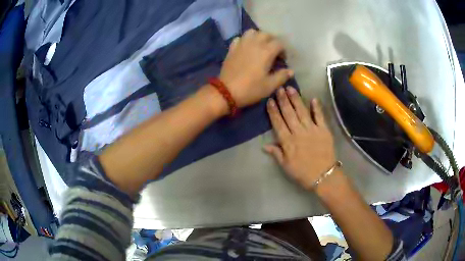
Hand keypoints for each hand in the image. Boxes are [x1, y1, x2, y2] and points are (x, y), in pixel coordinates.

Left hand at [219, 29, 293, 107]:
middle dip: (272, 41)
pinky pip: (239, 38)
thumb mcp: (270, 86)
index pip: (279, 43)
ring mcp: (241, 44)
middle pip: (266, 34)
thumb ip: (282, 76)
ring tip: (260, 46)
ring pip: (252, 32)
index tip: (282, 60)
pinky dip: (244, 40)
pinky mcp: (232, 48)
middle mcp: (254, 43)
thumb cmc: (251, 89)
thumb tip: (291, 70)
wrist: (226, 91)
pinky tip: (246, 48)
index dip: (283, 50)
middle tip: (273, 52)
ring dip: (258, 37)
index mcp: (266, 51)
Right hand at [264, 87, 335, 190]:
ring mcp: (312, 130)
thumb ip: (276, 153)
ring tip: (291, 88)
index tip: (270, 101)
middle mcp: (298, 132)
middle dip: (283, 100)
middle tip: (279, 88)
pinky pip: (320, 117)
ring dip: (296, 99)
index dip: (273, 111)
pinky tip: (313, 99)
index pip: (278, 123)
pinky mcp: (324, 130)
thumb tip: (264, 145)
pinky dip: (317, 108)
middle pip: (289, 114)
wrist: (324, 176)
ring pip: (302, 112)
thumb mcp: (286, 166)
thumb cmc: (302, 172)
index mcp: (288, 142)